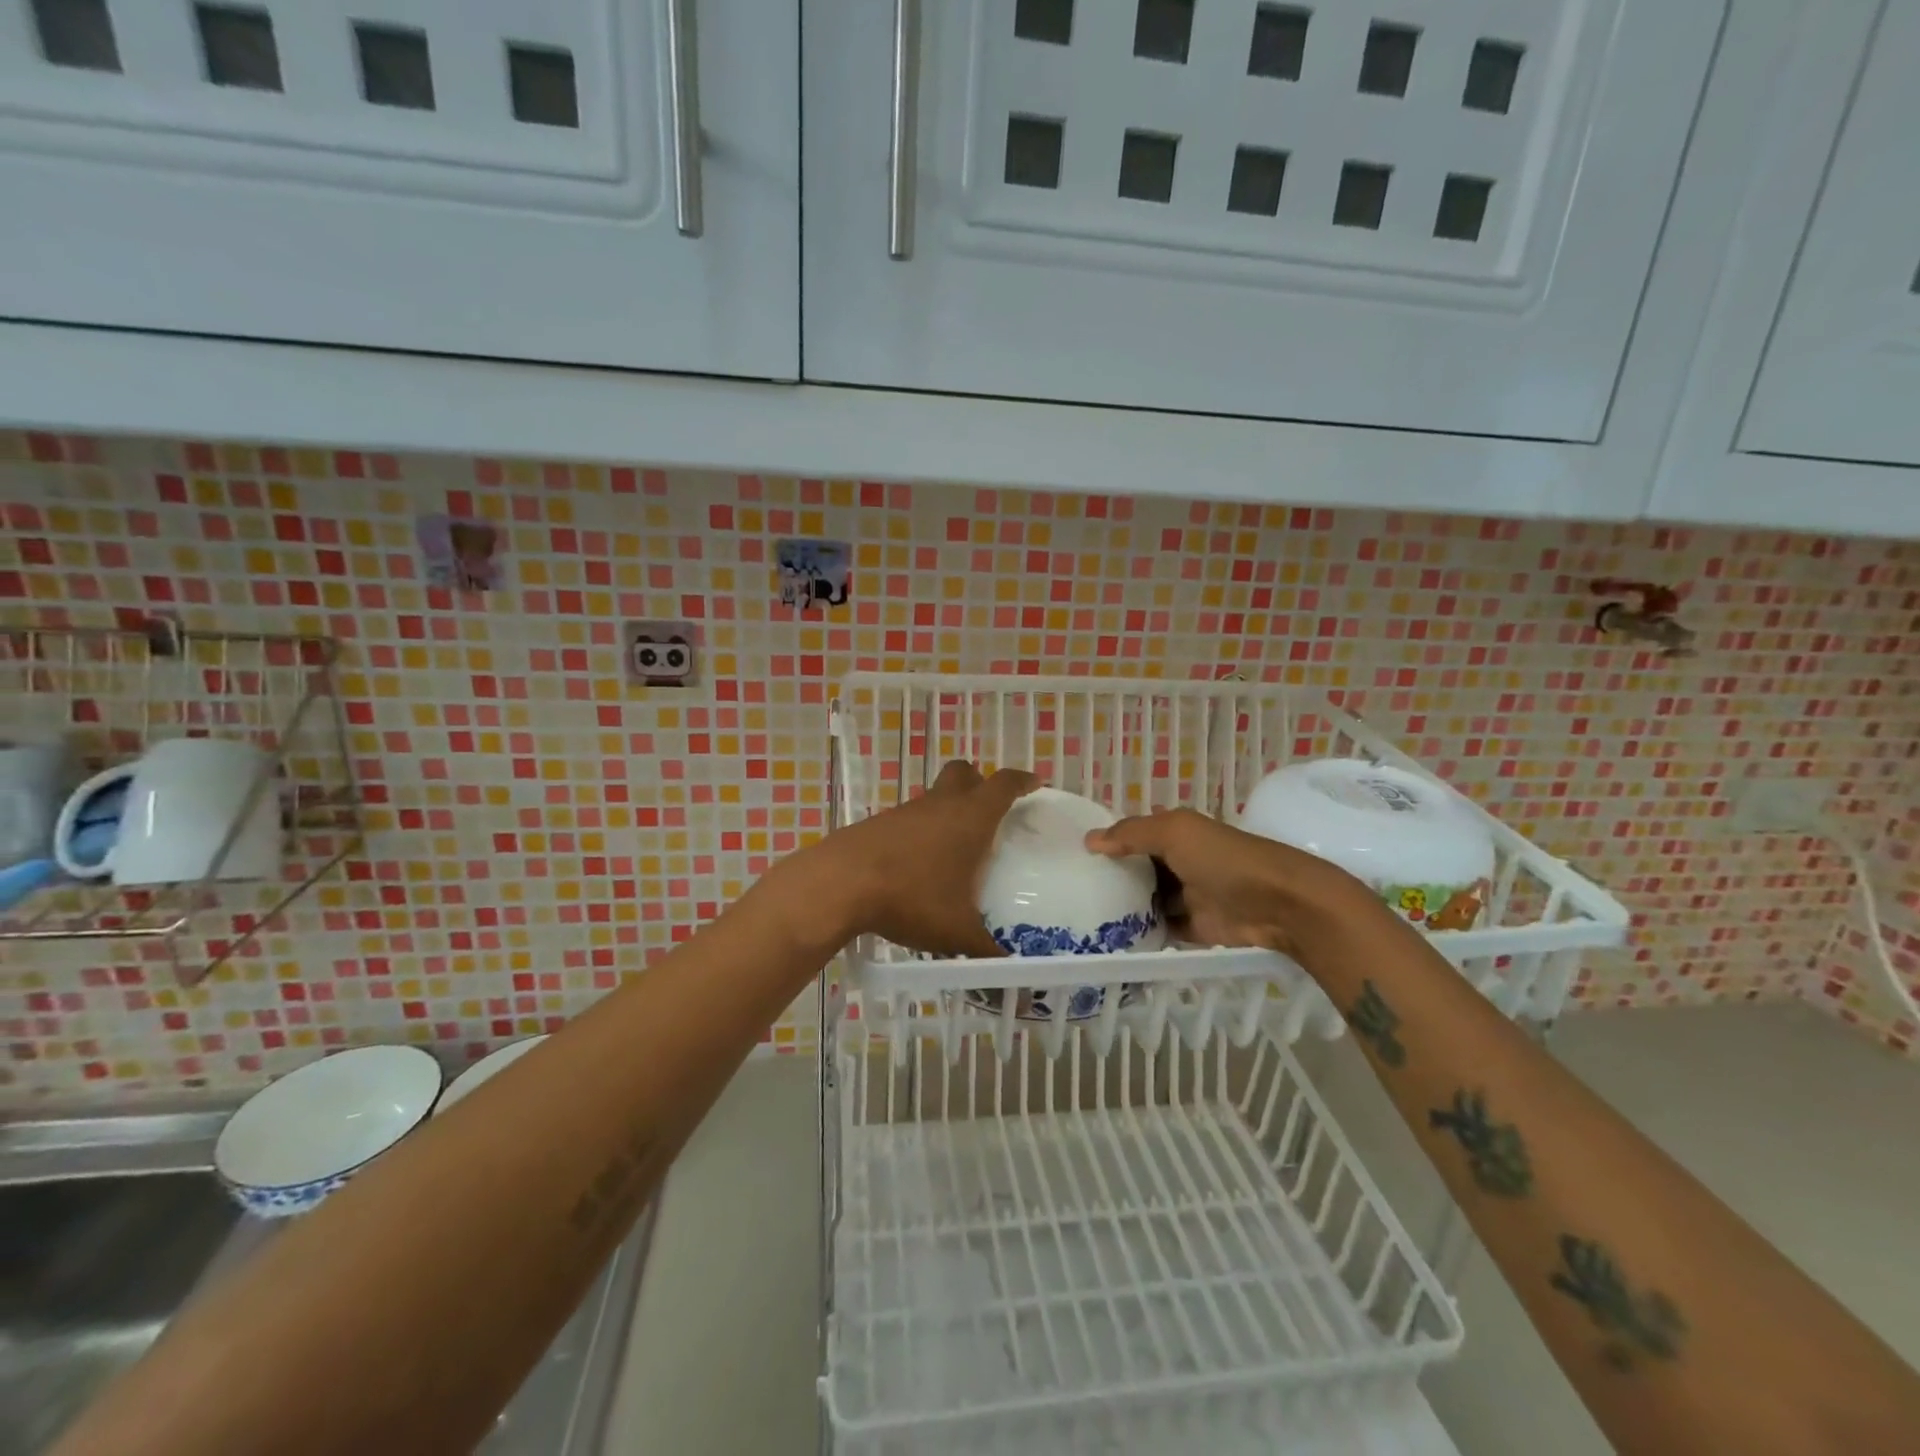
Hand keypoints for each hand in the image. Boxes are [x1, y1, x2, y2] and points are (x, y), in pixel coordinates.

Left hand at [821, 760, 1038, 957]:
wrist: (840, 884)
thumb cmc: (911, 898)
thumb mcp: (957, 932)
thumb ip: (987, 951)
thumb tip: (1012, 973)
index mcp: (970, 818)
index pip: (1004, 784)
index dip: (1022, 781)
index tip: (1034, 784)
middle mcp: (940, 805)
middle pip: (964, 774)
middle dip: (980, 783)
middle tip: (991, 809)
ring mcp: (906, 811)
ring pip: (935, 797)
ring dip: (948, 811)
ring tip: (956, 849)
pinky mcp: (879, 824)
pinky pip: (910, 819)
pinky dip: (921, 832)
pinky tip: (919, 866)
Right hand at [1084, 807, 1375, 961]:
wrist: (1279, 904)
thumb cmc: (1223, 859)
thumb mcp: (1175, 833)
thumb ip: (1131, 834)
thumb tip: (1089, 841)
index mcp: (1175, 832)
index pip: (1133, 833)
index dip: (1108, 841)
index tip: (1073, 855)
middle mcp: (1179, 861)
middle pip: (1137, 869)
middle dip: (1111, 877)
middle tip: (1071, 890)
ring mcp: (1186, 896)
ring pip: (1146, 900)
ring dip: (1123, 907)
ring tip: (1082, 917)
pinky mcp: (1194, 928)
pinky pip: (1160, 929)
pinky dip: (1140, 934)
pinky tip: (1110, 939)